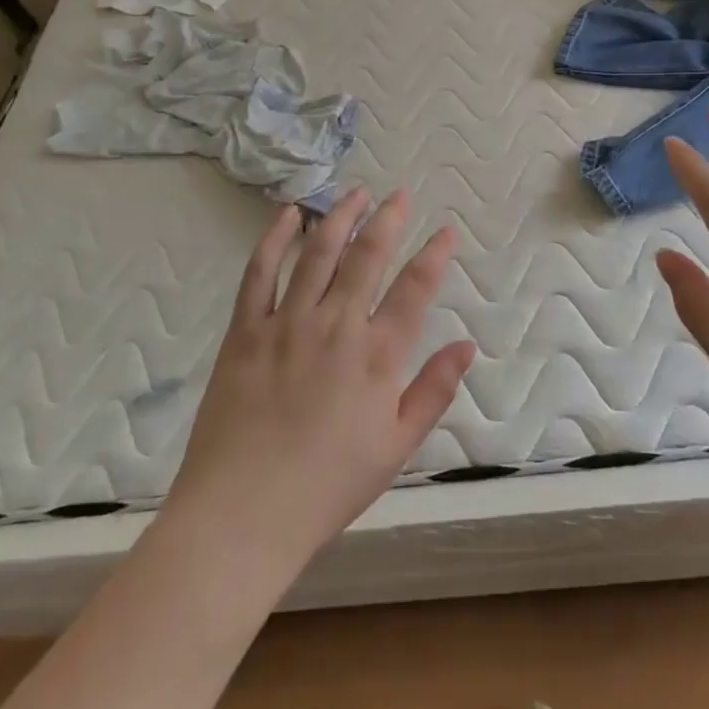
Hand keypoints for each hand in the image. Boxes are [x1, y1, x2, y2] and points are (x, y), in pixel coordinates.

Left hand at [161, 189, 475, 583]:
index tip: (445, 231)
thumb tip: (467, 346)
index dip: (434, 255)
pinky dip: (275, 239)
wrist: (242, 515)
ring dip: (340, 218)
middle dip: (388, 220)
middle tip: (399, 195)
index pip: (414, 289)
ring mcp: (287, 322)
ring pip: (318, 253)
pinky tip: (289, 215)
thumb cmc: (327, 486)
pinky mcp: (246, 330)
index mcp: (377, 356)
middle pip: (367, 256)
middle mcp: (336, 325)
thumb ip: (434, 391)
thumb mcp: (396, 448)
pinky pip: (260, 272)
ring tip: (355, 192)